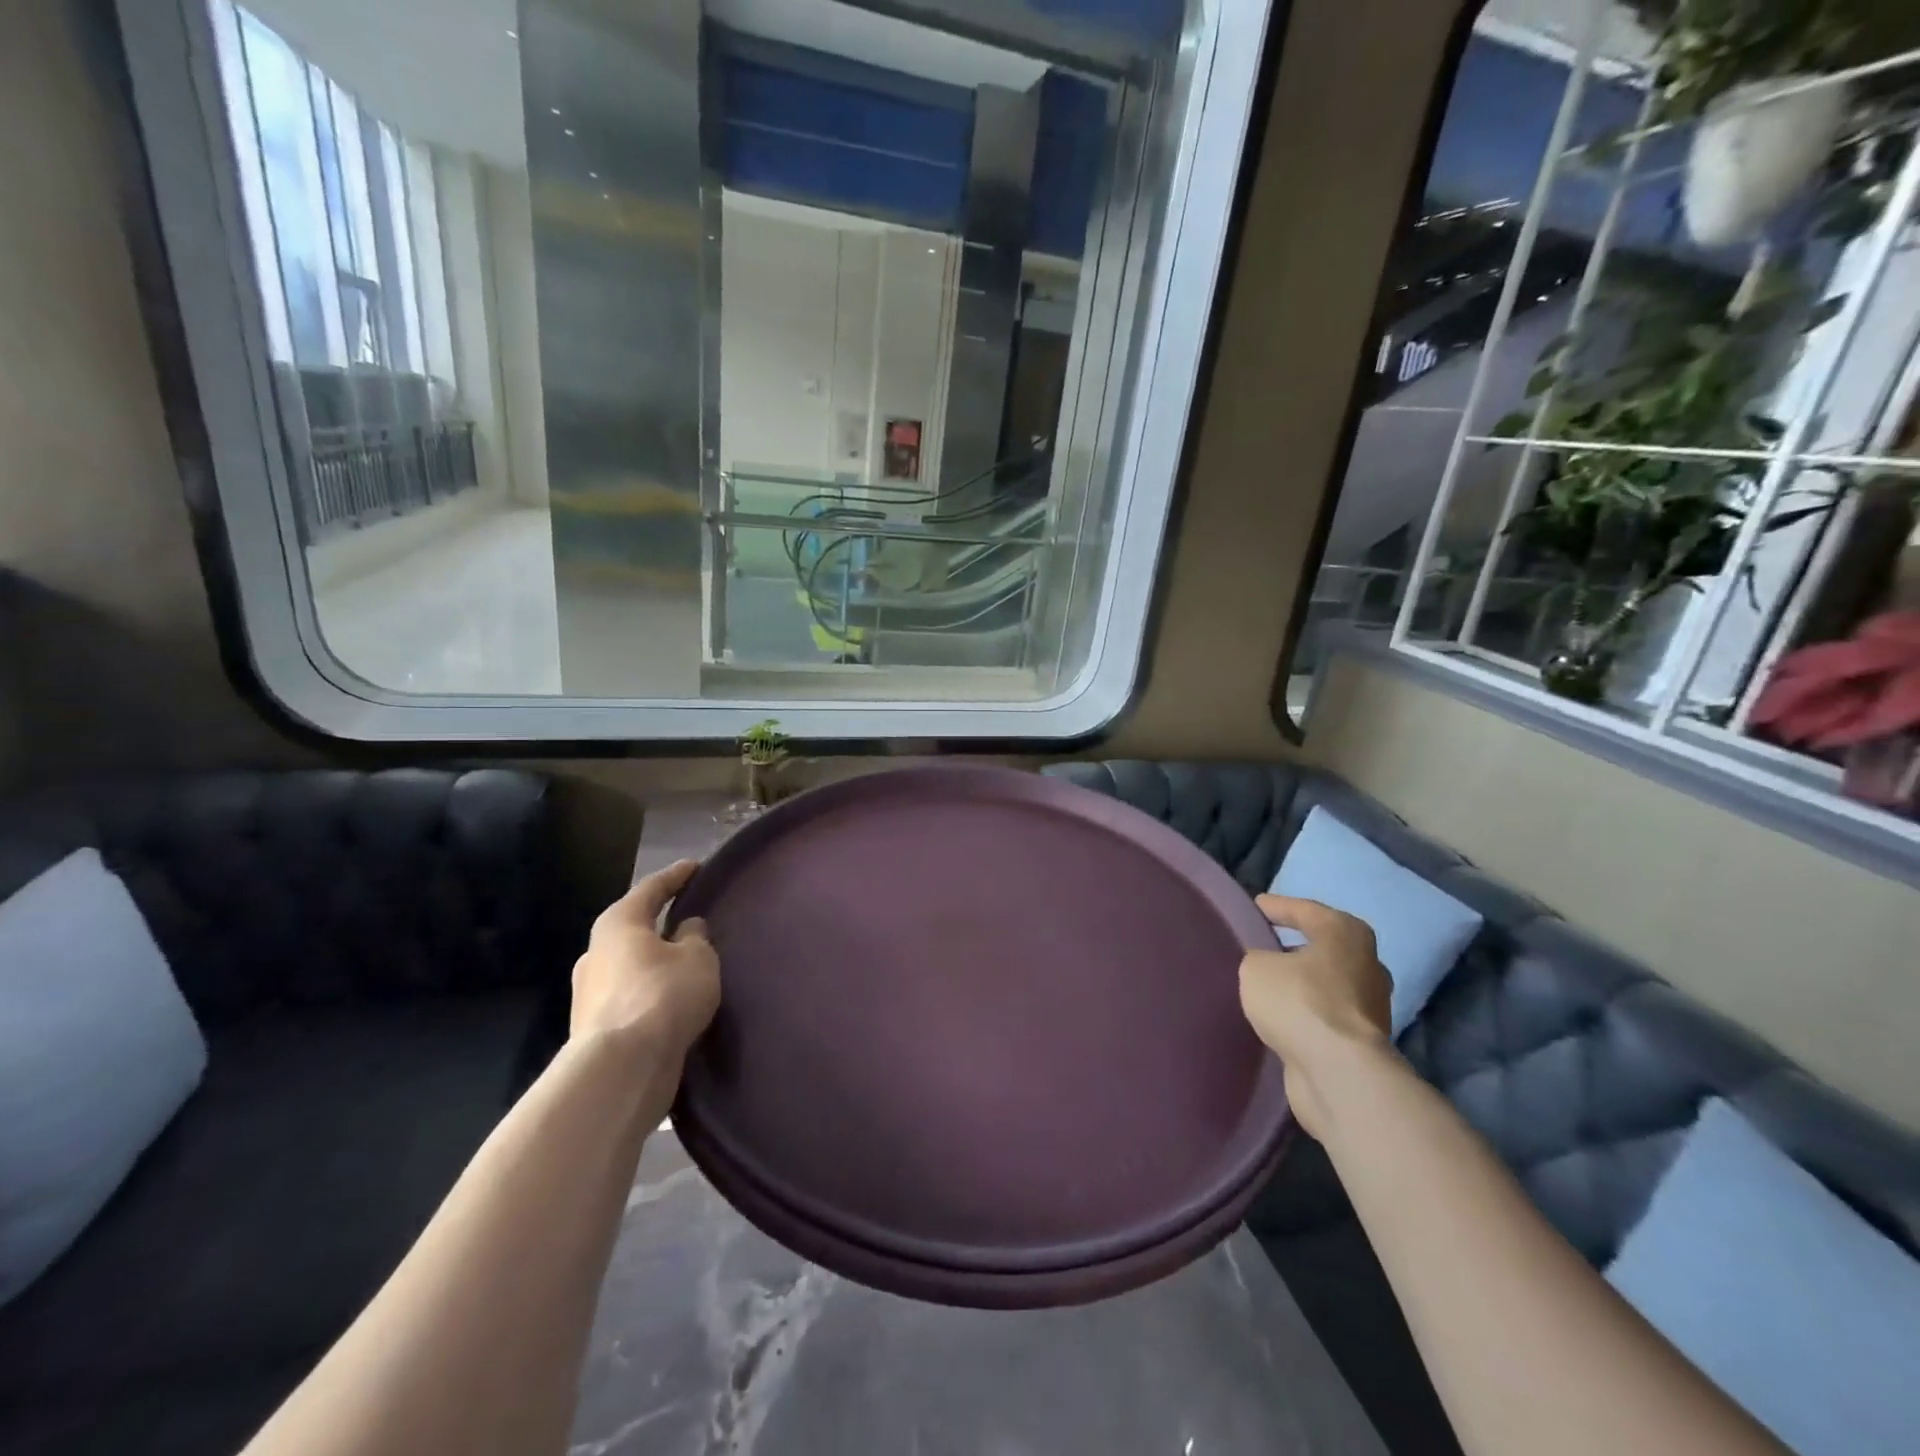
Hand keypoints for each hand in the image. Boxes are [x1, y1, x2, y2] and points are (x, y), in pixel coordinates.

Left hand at [570, 861, 720, 1060]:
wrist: (621, 1069)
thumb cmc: (662, 996)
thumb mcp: (697, 958)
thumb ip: (695, 937)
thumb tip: (686, 929)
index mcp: (618, 924)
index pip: (651, 888)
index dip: (676, 876)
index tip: (695, 866)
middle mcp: (596, 952)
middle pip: (633, 928)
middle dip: (659, 924)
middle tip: (690, 919)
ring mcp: (589, 993)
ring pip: (631, 966)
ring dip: (655, 962)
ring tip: (686, 965)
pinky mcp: (594, 1028)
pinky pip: (630, 997)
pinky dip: (651, 992)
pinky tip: (672, 1000)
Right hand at [1240, 895, 1392, 1139]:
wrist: (1339, 1073)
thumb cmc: (1299, 1002)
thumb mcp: (1256, 967)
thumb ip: (1257, 957)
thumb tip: (1266, 965)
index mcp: (1345, 933)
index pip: (1304, 909)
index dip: (1275, 907)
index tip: (1254, 907)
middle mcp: (1366, 963)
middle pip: (1321, 946)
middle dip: (1293, 946)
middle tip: (1260, 946)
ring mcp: (1370, 1004)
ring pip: (1325, 983)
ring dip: (1301, 983)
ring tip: (1266, 984)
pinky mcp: (1363, 1040)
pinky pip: (1325, 1015)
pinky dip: (1305, 1013)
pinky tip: (1280, 1016)